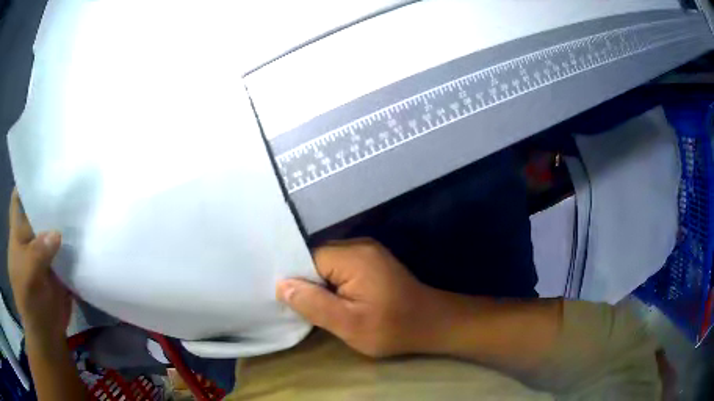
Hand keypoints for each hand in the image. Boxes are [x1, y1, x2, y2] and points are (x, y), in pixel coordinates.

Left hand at [7, 190, 70, 338]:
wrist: (48, 335)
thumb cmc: (30, 305)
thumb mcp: (28, 279)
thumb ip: (37, 254)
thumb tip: (56, 234)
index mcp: (17, 236)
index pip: (18, 201)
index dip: (25, 184)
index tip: (41, 169)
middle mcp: (29, 239)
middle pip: (36, 210)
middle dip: (48, 198)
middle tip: (68, 181)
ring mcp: (43, 253)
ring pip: (52, 227)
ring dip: (62, 218)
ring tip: (80, 202)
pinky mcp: (57, 266)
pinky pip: (64, 247)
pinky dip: (72, 239)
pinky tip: (83, 231)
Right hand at [276, 238, 446, 357]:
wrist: (432, 324)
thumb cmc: (393, 328)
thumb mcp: (350, 324)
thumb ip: (314, 304)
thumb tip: (281, 285)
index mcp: (353, 256)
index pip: (307, 258)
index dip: (296, 280)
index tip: (290, 303)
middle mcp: (359, 245)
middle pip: (316, 259)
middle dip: (307, 282)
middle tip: (300, 308)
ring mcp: (367, 252)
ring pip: (327, 264)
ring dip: (320, 284)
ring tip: (314, 306)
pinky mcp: (372, 262)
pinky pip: (340, 267)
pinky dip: (333, 283)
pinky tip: (333, 300)